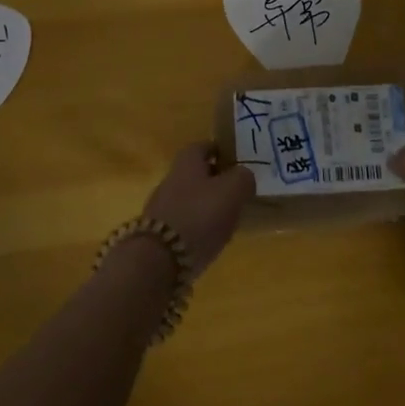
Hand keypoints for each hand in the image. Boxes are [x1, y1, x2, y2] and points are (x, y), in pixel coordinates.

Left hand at [142, 144, 255, 275]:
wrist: (159, 260)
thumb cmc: (199, 215)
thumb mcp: (232, 190)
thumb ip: (243, 178)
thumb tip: (245, 177)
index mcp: (187, 160)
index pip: (207, 146)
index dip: (224, 152)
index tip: (241, 163)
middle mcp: (171, 177)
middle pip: (199, 174)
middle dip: (218, 182)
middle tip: (240, 194)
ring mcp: (163, 206)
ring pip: (193, 199)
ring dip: (210, 207)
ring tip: (231, 220)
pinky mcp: (160, 234)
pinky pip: (186, 223)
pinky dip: (200, 228)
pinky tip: (213, 240)